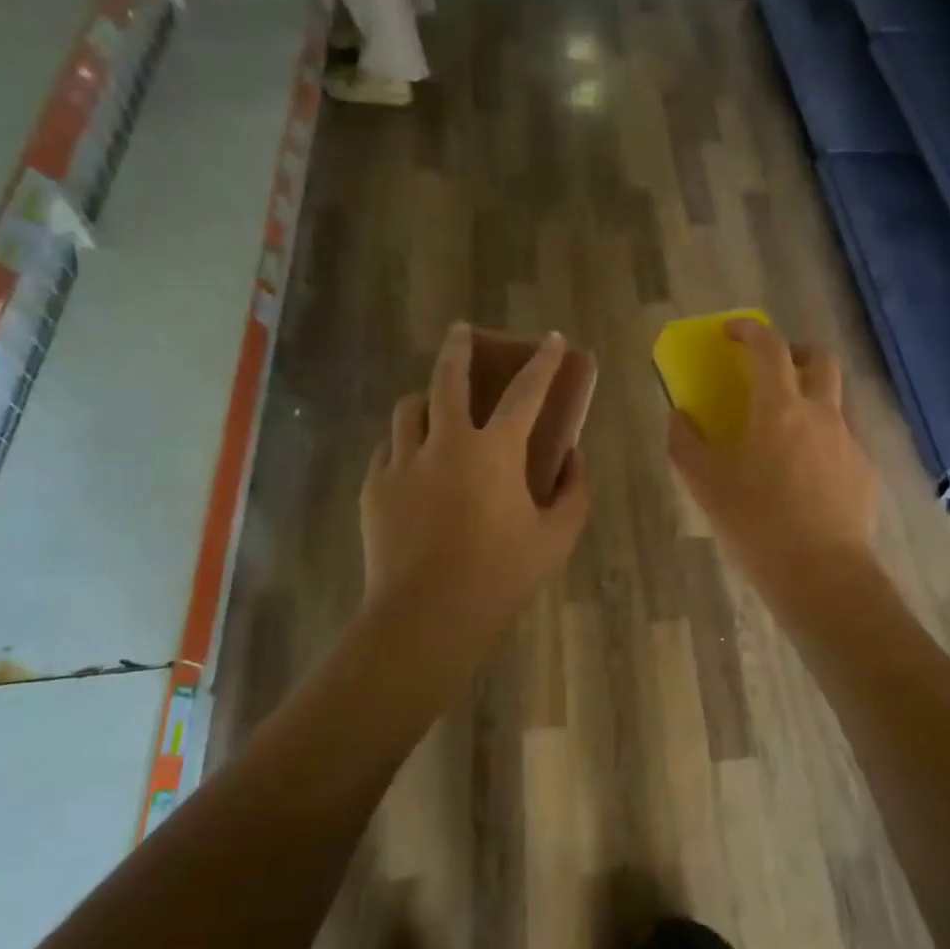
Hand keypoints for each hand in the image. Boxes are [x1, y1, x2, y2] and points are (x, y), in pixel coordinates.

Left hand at [360, 323, 591, 643]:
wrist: (425, 618)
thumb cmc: (500, 576)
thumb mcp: (557, 537)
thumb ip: (574, 490)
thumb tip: (573, 456)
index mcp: (494, 451)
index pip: (526, 392)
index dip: (543, 362)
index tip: (551, 338)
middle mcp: (445, 443)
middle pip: (447, 377)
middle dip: (458, 346)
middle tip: (461, 330)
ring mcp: (403, 463)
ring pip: (408, 409)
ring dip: (426, 399)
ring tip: (434, 407)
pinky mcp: (374, 488)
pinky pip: (389, 449)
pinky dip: (405, 445)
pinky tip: (414, 462)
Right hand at [667, 320, 878, 596]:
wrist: (821, 575)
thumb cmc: (756, 523)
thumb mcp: (705, 485)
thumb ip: (685, 443)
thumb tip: (679, 417)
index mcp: (780, 408)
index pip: (769, 348)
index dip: (750, 331)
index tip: (732, 332)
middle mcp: (822, 414)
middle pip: (820, 360)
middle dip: (796, 353)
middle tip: (772, 372)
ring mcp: (849, 442)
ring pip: (834, 401)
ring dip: (811, 399)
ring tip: (786, 434)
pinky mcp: (865, 472)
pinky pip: (843, 440)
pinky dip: (822, 441)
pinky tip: (806, 478)